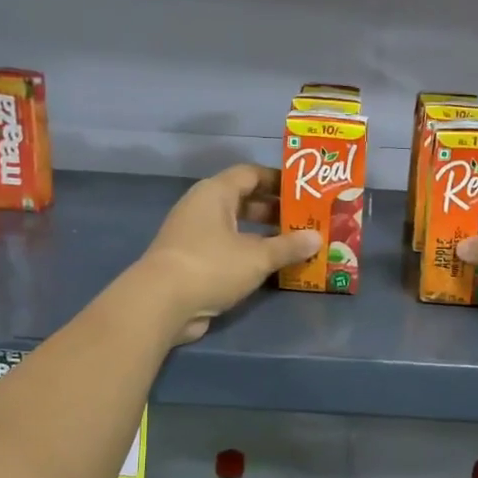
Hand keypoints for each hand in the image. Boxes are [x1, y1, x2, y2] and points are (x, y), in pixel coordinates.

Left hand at [140, 164, 318, 343]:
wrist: (160, 303)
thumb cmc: (211, 266)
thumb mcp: (257, 257)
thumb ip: (288, 246)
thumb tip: (317, 238)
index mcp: (215, 193)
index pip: (250, 174)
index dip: (278, 180)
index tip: (304, 191)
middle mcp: (202, 208)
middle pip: (243, 200)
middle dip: (274, 211)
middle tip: (305, 220)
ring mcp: (194, 235)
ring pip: (236, 227)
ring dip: (263, 235)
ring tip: (295, 245)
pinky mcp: (192, 261)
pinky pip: (227, 249)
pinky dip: (248, 254)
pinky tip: (271, 267)